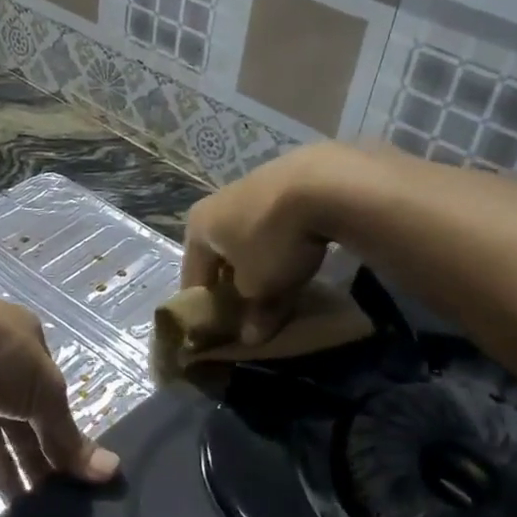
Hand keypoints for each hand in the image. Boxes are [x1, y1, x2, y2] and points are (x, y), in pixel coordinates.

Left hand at [0, 292, 119, 501]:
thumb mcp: (44, 395)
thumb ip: (70, 436)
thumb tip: (112, 471)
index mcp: (25, 337)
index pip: (49, 391)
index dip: (57, 432)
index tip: (64, 474)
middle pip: (15, 408)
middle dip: (29, 453)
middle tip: (40, 500)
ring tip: (8, 504)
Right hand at [181, 143, 360, 343]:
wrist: (324, 184)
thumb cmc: (273, 241)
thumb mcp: (261, 287)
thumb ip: (253, 313)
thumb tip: (251, 337)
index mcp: (199, 226)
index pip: (193, 275)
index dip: (203, 306)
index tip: (214, 329)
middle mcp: (218, 201)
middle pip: (219, 252)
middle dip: (232, 280)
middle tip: (247, 308)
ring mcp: (252, 185)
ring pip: (248, 234)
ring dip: (258, 258)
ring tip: (277, 282)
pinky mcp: (286, 179)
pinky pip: (275, 220)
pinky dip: (281, 239)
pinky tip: (300, 251)